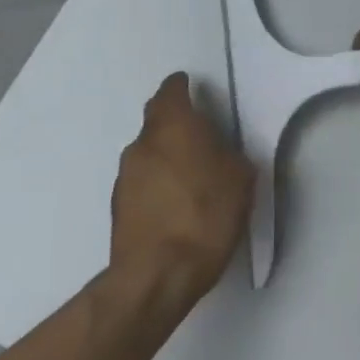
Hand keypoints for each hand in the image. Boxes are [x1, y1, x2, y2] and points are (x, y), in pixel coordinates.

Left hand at [107, 73, 254, 311]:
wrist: (158, 273)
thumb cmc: (207, 215)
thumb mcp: (241, 179)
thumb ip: (229, 155)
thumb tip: (219, 152)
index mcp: (174, 127)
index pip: (171, 92)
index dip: (182, 87)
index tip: (192, 87)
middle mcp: (142, 143)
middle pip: (157, 120)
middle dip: (176, 121)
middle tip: (201, 133)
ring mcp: (125, 175)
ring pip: (149, 151)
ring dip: (167, 154)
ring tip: (193, 173)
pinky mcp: (118, 204)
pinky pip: (143, 179)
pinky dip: (159, 181)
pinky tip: (178, 201)